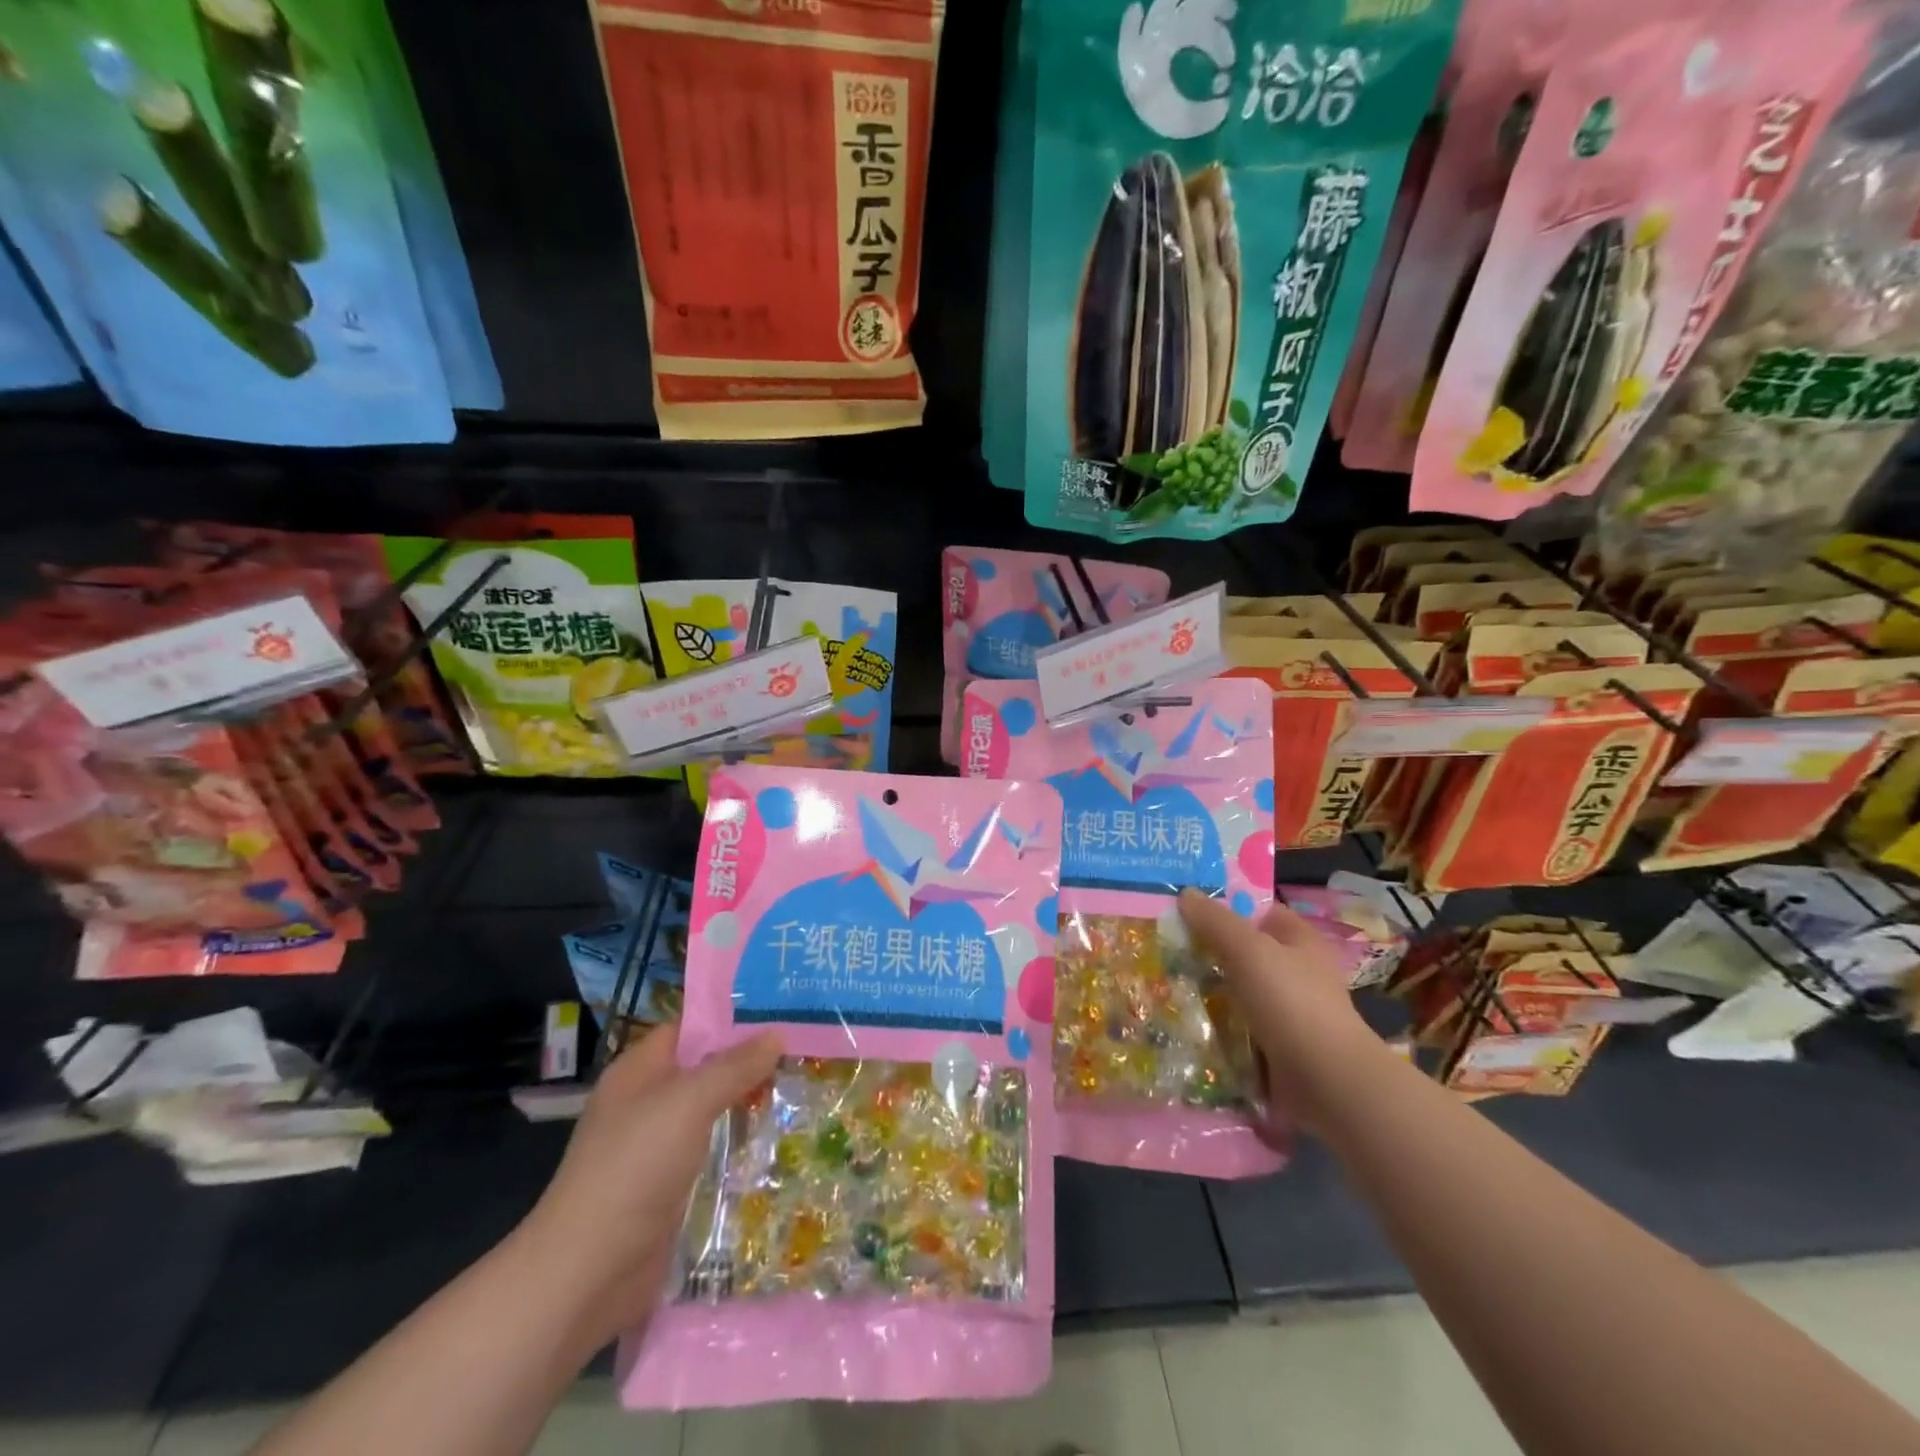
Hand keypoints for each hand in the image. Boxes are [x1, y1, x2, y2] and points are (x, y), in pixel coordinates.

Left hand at [513, 1023, 781, 1350]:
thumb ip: (734, 1067)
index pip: (690, 1028)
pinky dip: (741, 1147)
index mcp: (639, 1071)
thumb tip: (777, 1034)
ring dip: (749, 1106)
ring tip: (803, 1090)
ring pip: (712, 1113)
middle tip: (804, 1050)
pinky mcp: (670, 1189)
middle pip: (705, 1070)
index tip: (781, 1011)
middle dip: (750, 1063)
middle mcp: (647, 1103)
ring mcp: (657, 1149)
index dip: (731, 1018)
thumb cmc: (634, 1168)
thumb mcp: (688, 1103)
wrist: (587, 1273)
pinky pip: (712, 1154)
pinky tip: (779, 1142)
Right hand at [1179, 889, 1387, 1132]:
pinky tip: (1186, 1022)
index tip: (1183, 908)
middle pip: (1244, 951)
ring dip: (1208, 991)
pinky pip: (1239, 1027)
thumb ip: (1215, 921)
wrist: (1326, 1080)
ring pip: (1238, 991)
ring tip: (1165, 984)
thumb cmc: (1290, 1001)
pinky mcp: (1278, 1046)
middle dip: (1208, 950)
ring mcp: (1288, 1011)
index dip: (1224, 905)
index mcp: (1299, 939)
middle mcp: (1296, 971)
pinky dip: (1217, 1026)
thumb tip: (1186, 893)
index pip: (1258, 910)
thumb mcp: (1247, 949)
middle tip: (1165, 946)